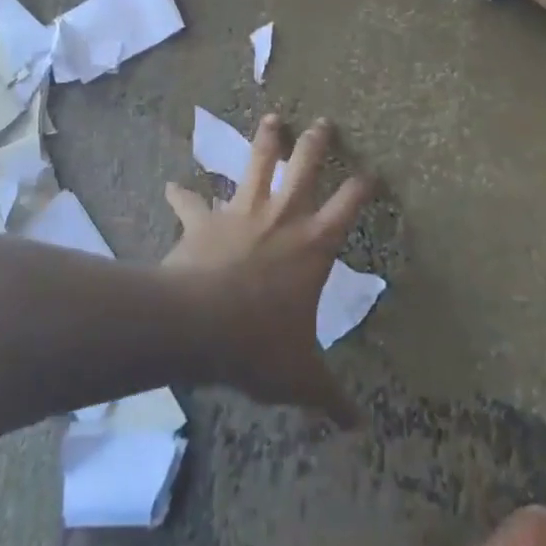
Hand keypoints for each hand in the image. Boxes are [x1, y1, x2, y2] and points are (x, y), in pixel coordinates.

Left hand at [162, 114, 368, 424]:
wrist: (199, 324)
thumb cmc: (260, 345)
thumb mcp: (301, 377)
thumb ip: (329, 398)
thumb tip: (357, 429)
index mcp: (313, 245)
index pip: (348, 207)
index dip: (363, 187)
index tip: (372, 172)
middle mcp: (282, 217)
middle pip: (305, 167)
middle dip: (316, 142)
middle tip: (324, 122)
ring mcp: (241, 212)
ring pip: (257, 163)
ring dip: (265, 140)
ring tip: (272, 117)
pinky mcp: (205, 220)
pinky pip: (191, 202)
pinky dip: (182, 195)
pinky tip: (172, 187)